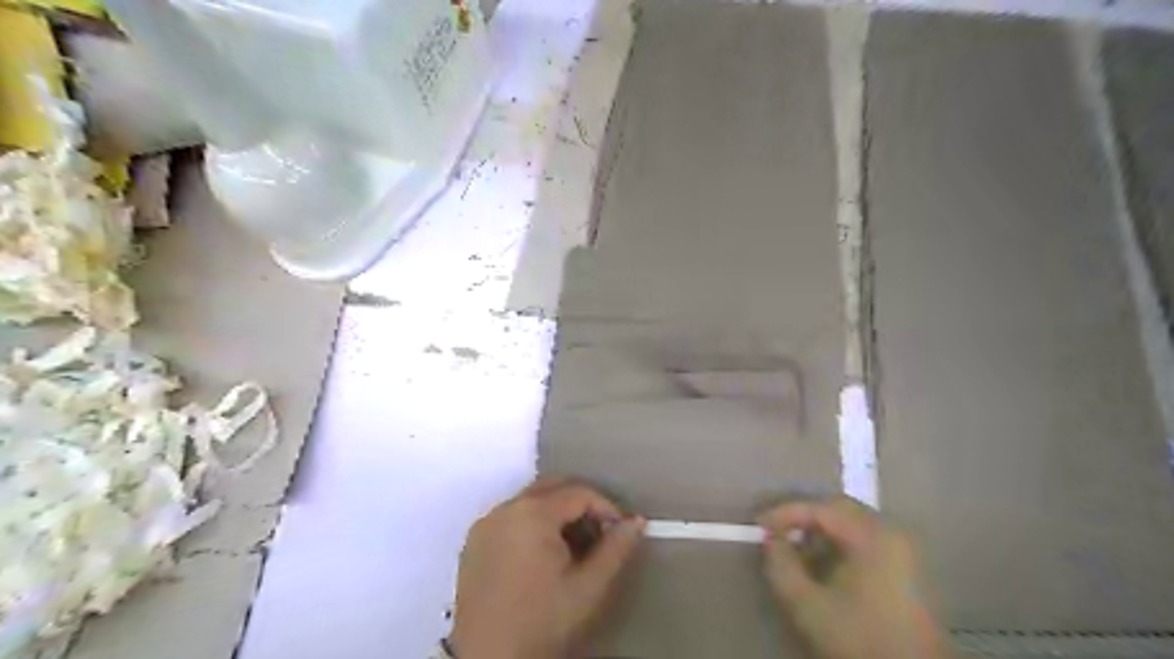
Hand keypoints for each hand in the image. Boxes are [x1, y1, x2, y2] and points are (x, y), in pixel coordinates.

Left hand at [450, 479, 650, 657]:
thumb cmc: (542, 621)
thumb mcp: (587, 587)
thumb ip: (616, 549)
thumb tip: (636, 521)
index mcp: (532, 513)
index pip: (579, 493)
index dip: (607, 507)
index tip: (621, 530)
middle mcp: (505, 508)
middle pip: (552, 488)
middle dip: (581, 504)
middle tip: (601, 533)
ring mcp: (486, 523)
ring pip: (531, 500)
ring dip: (557, 513)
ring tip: (575, 547)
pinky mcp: (474, 541)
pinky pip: (511, 517)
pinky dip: (533, 524)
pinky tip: (544, 556)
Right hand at [762, 497, 951, 658]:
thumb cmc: (859, 639)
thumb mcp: (807, 605)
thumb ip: (781, 565)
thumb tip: (771, 539)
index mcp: (873, 535)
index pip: (821, 508)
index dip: (785, 512)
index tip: (759, 524)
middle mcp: (893, 533)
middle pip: (840, 509)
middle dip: (804, 517)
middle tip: (776, 530)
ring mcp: (906, 551)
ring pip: (854, 524)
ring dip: (822, 531)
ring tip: (795, 549)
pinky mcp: (909, 571)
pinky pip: (867, 541)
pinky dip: (841, 544)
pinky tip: (823, 565)